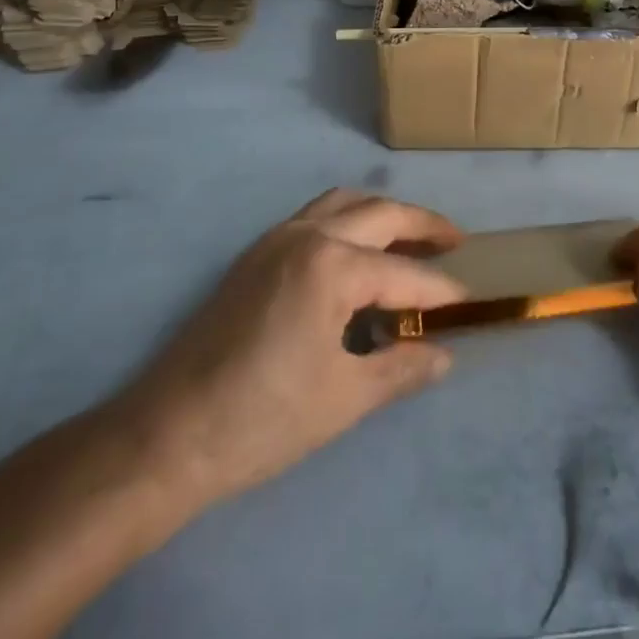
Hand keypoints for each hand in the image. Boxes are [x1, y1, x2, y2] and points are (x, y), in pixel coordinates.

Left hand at [107, 188, 467, 526]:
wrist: (168, 435)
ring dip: (382, 214)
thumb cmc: (263, 419)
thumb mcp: (344, 398)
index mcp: (332, 266)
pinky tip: (357, 255)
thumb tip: (443, 355)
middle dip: (422, 225)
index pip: (404, 275)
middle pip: (380, 214)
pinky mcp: (255, 254)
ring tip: (410, 240)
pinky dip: (348, 221)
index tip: (470, 300)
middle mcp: (307, 236)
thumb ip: (401, 368)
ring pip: (344, 203)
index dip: (441, 291)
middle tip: (455, 241)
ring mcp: (276, 239)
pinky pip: (316, 217)